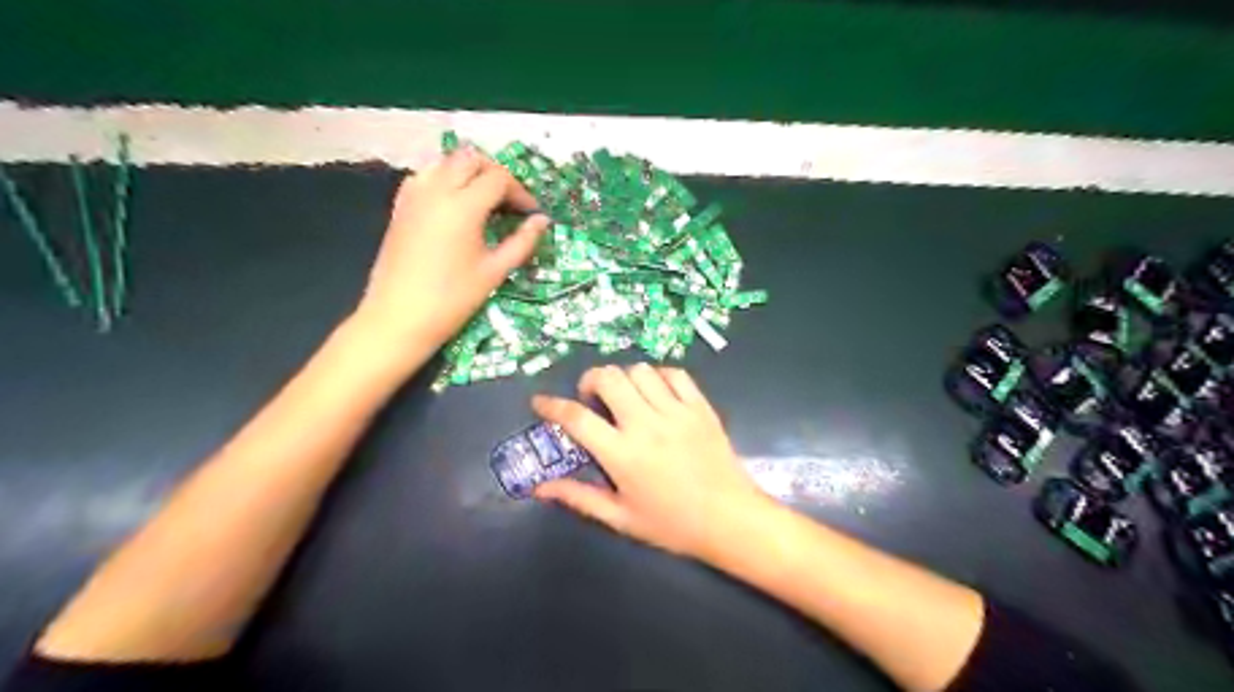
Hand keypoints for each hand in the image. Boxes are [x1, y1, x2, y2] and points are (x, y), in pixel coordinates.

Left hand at [354, 146, 552, 346]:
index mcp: (463, 206)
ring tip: (484, 200)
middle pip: (471, 159)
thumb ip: (522, 242)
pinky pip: (425, 175)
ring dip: (469, 172)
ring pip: (446, 162)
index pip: (499, 178)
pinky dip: (445, 178)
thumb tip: (542, 221)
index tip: (530, 213)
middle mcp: (437, 190)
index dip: (520, 192)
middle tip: (510, 202)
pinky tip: (454, 205)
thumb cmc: (453, 299)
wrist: (399, 317)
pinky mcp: (400, 206)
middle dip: (496, 174)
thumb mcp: (495, 271)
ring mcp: (414, 195)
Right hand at [534, 366, 768, 559]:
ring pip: (640, 370)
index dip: (552, 406)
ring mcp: (676, 412)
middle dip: (591, 380)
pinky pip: (675, 373)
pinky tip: (656, 393)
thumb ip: (579, 498)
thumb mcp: (621, 518)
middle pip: (608, 378)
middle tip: (592, 398)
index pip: (577, 418)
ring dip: (624, 378)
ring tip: (626, 397)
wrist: (730, 519)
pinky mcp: (700, 406)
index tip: (540, 402)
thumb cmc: (672, 524)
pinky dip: (659, 376)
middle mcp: (646, 425)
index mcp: (622, 454)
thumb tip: (540, 488)